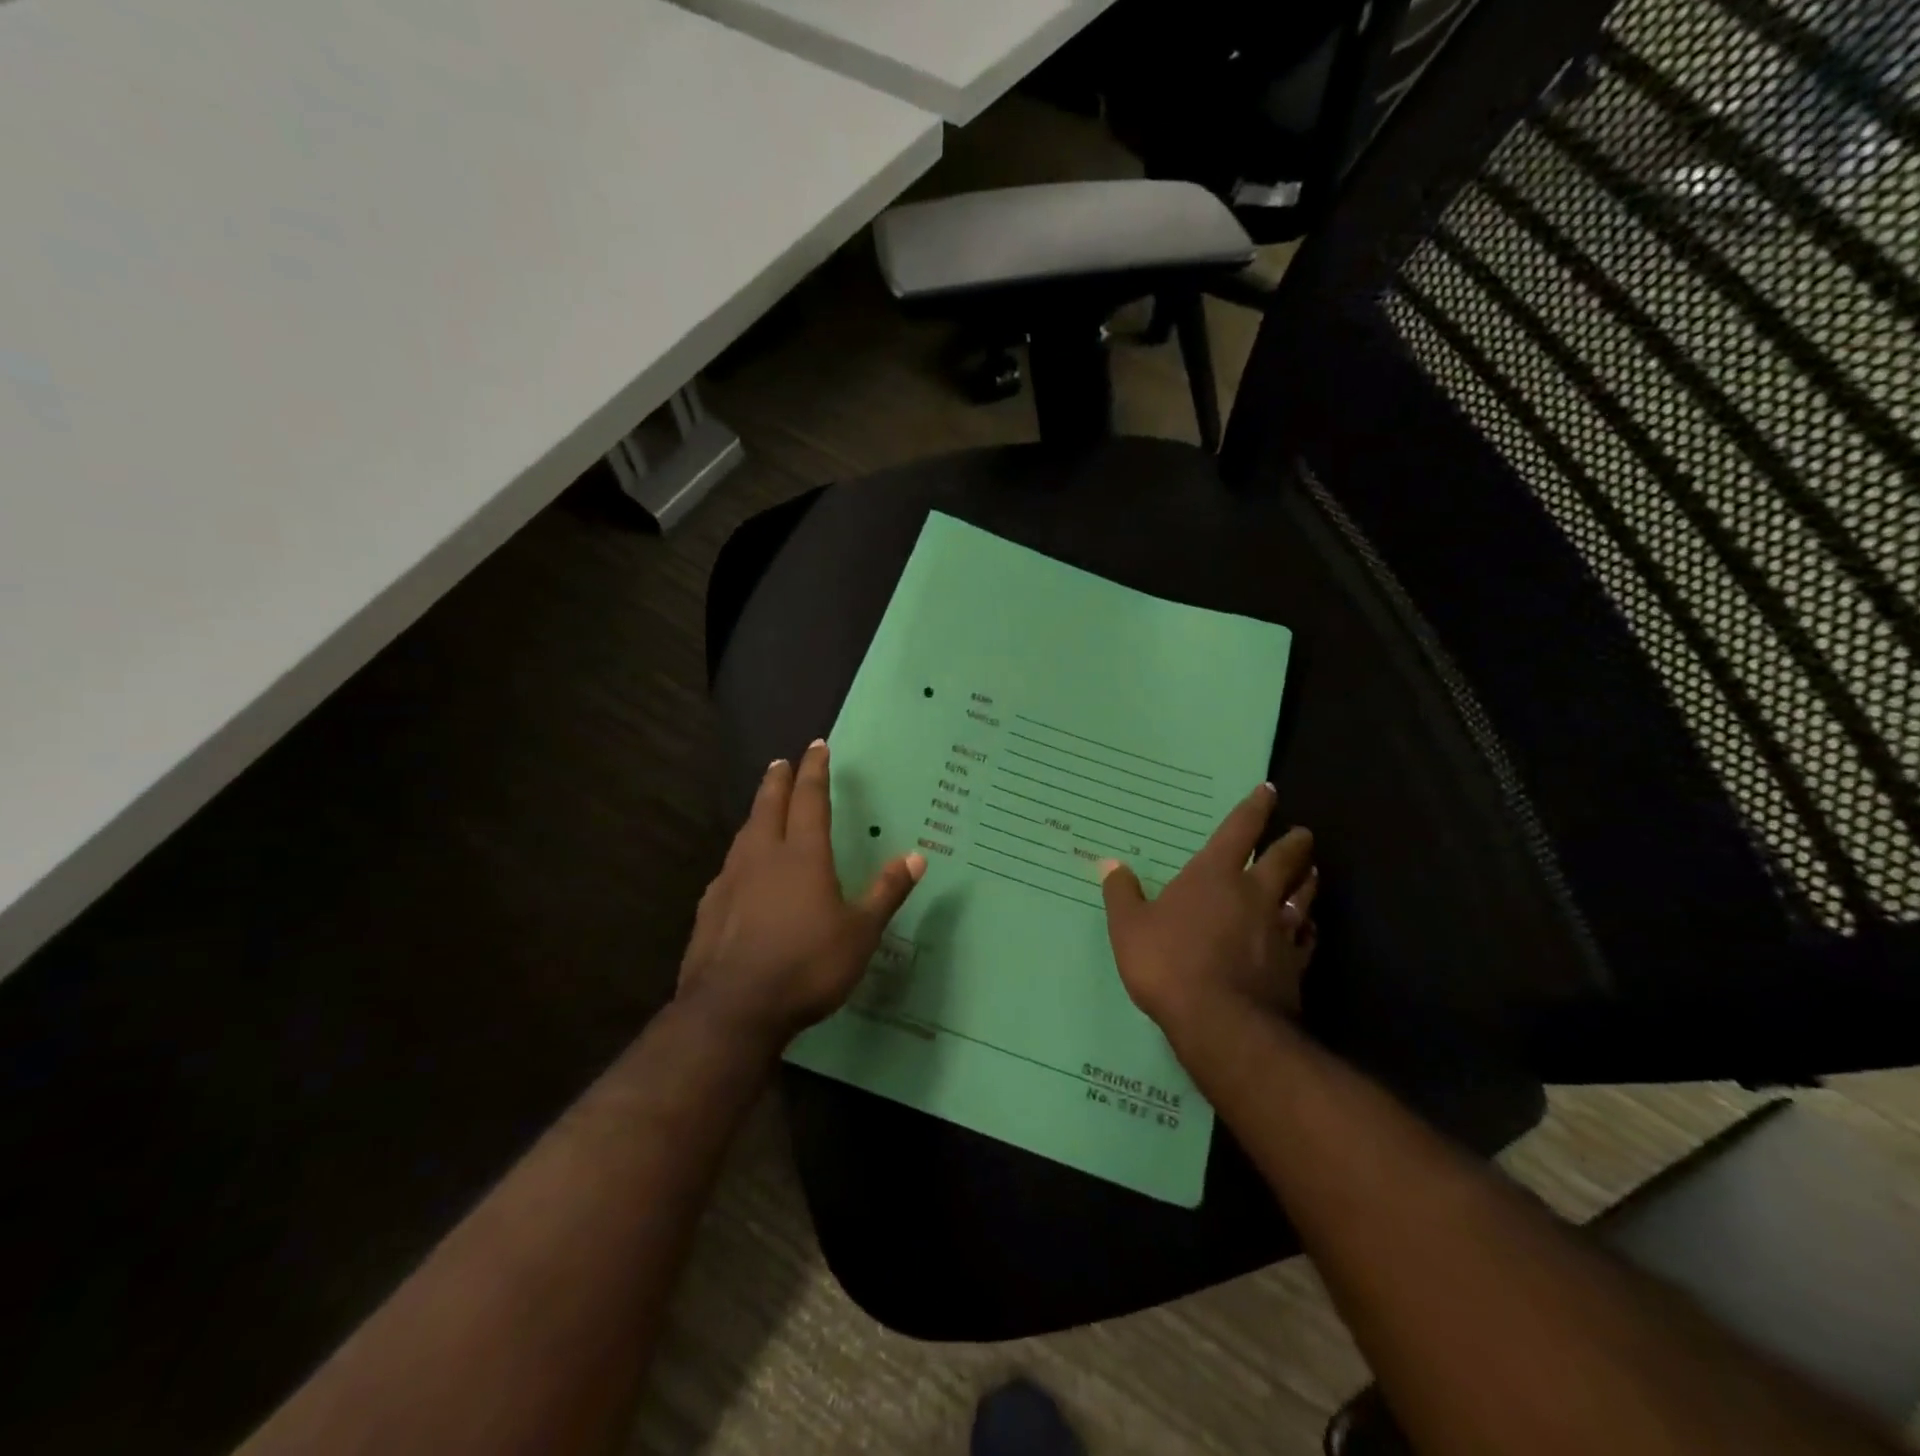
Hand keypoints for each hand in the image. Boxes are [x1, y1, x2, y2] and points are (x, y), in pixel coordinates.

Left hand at [678, 740, 925, 1048]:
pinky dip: (741, 856)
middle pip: (769, 806)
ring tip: (763, 808)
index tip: (817, 746)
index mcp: (803, 855)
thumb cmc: (807, 966)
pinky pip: (729, 868)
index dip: (815, 771)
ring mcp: (730, 881)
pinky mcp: (709, 908)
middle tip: (781, 762)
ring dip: (757, 814)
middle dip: (778, 781)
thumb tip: (917, 856)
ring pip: (745, 834)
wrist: (733, 1009)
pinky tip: (741, 872)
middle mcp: (763, 857)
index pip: (810, 799)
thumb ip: (886, 892)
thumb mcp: (861, 933)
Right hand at [1100, 783, 1317, 1045]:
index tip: (1270, 791)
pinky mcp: (1294, 964)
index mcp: (1215, 875)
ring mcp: (1279, 929)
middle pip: (1284, 859)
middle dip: (1294, 844)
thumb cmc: (1169, 964)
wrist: (1221, 1023)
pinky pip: (1307, 937)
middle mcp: (1254, 894)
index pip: (1240, 830)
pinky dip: (1308, 928)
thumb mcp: (1129, 928)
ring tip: (1312, 872)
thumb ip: (1122, 894)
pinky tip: (1308, 929)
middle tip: (1302, 835)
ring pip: (1303, 895)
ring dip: (1307, 881)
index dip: (1255, 808)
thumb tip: (1111, 865)